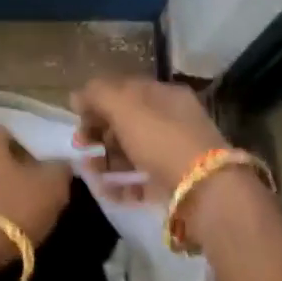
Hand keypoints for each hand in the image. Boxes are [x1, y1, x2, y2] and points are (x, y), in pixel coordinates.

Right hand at [70, 77, 226, 203]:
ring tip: (90, 172)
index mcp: (164, 95)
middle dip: (99, 132)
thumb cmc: (162, 140)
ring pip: (131, 151)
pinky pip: (141, 179)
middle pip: (126, 121)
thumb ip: (98, 95)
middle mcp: (171, 120)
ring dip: (106, 160)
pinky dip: (121, 184)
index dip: (97, 100)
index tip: (77, 117)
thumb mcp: (125, 107)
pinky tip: (106, 191)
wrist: (205, 190)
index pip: (124, 89)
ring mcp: (173, 153)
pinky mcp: (173, 183)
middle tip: (80, 146)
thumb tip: (77, 96)